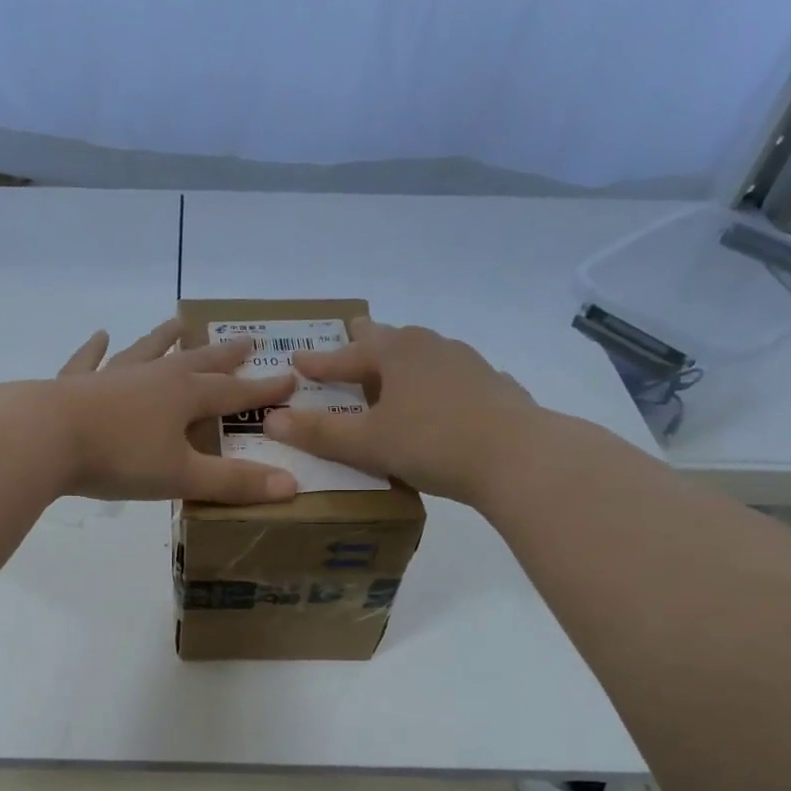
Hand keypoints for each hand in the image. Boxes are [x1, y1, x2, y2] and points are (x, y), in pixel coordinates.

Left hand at [48, 319, 299, 502]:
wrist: (43, 438)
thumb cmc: (119, 458)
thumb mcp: (182, 476)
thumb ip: (234, 482)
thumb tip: (292, 486)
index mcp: (183, 396)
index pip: (233, 393)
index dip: (262, 389)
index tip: (289, 377)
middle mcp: (152, 377)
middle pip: (195, 363)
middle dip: (223, 356)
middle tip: (245, 340)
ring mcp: (112, 377)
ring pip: (145, 352)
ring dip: (164, 339)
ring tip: (179, 322)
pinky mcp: (74, 385)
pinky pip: (89, 362)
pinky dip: (95, 349)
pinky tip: (99, 335)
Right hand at [264, 318, 541, 501]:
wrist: (518, 456)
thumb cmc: (432, 442)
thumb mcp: (367, 443)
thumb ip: (319, 432)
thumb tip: (271, 420)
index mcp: (397, 353)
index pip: (347, 355)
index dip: (320, 361)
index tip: (297, 360)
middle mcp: (431, 347)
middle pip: (391, 339)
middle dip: (367, 341)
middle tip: (353, 334)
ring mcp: (468, 364)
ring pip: (425, 354)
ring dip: (403, 360)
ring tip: (395, 368)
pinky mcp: (493, 387)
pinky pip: (452, 377)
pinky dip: (435, 382)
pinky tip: (441, 396)